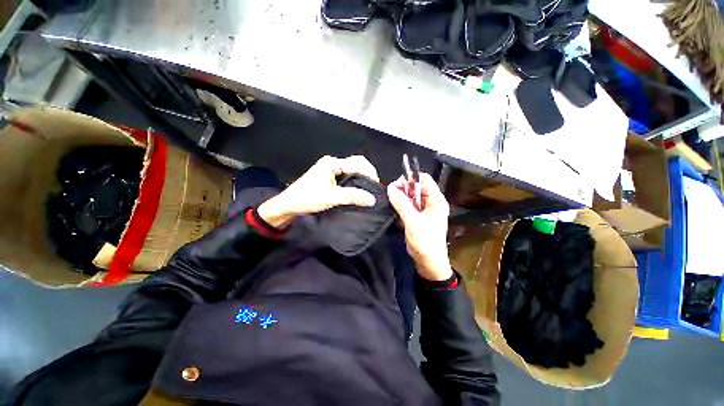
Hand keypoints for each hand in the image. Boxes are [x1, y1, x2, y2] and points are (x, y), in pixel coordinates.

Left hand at [258, 155, 379, 228]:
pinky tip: (359, 192)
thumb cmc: (307, 198)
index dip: (369, 173)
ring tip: (369, 191)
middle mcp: (332, 164)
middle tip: (374, 188)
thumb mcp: (332, 197)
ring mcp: (331, 171)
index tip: (376, 186)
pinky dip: (355, 184)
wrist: (289, 206)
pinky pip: (347, 178)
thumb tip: (372, 199)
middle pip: (356, 164)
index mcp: (332, 163)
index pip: (357, 163)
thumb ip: (353, 196)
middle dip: (367, 175)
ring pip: (352, 172)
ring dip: (362, 180)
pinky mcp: (330, 179)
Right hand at [387, 173, 452, 280]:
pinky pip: (407, 204)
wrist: (428, 262)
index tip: (396, 186)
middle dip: (403, 188)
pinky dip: (400, 204)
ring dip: (400, 197)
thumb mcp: (413, 222)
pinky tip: (394, 209)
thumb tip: (390, 188)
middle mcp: (430, 202)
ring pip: (410, 195)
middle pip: (415, 186)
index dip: (410, 179)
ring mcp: (423, 209)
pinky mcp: (416, 216)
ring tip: (391, 202)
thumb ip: (402, 204)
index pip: (424, 180)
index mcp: (436, 200)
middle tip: (391, 194)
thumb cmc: (426, 243)